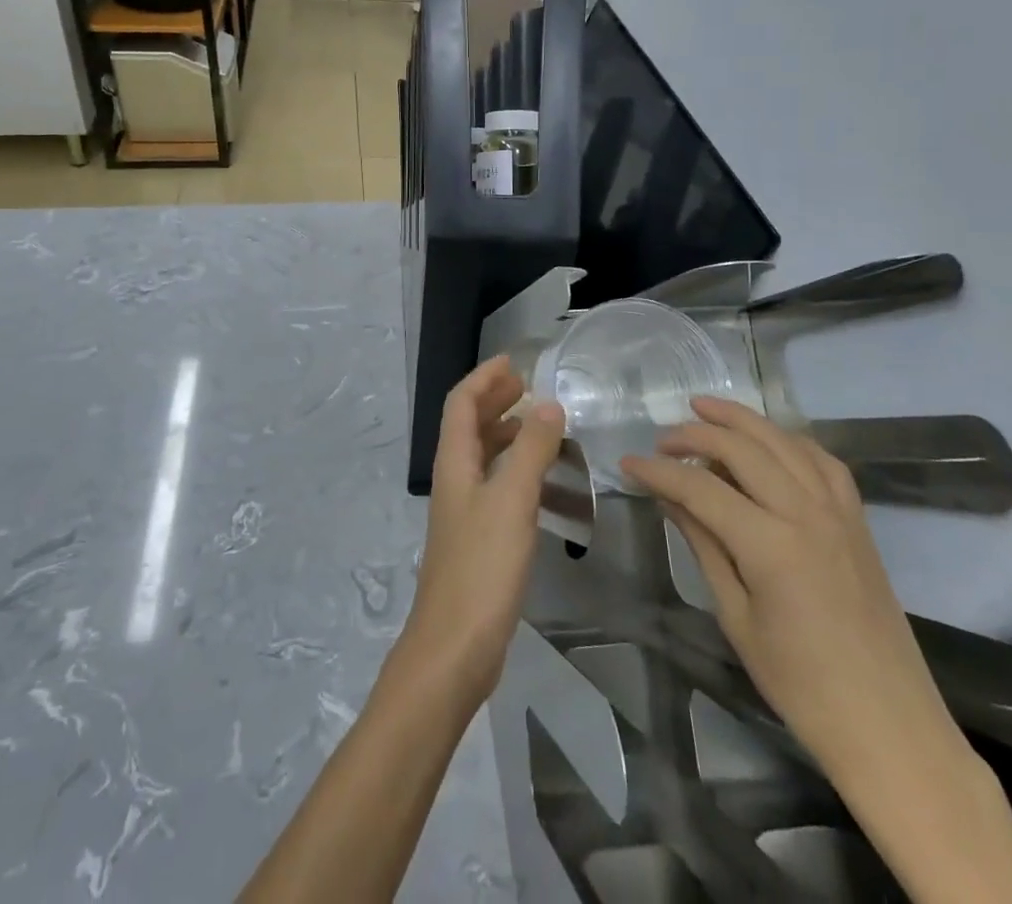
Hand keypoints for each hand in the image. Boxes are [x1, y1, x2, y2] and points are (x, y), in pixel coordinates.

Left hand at [402, 356, 565, 705]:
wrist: (455, 648)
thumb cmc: (481, 566)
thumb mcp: (512, 500)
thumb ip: (531, 450)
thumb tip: (548, 404)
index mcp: (455, 462)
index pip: (461, 402)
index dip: (484, 378)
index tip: (515, 362)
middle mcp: (456, 480)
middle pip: (472, 426)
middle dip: (499, 402)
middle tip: (533, 390)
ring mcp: (466, 512)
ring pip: (489, 459)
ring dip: (516, 439)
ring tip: (552, 434)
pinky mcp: (480, 541)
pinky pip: (502, 492)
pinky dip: (526, 479)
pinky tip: (556, 492)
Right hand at [619, 397, 959, 782]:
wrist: (891, 729)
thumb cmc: (802, 686)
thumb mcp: (737, 618)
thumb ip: (704, 545)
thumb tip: (668, 498)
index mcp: (772, 546)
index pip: (700, 488)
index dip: (658, 472)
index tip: (627, 465)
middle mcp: (807, 515)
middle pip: (742, 449)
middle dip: (695, 435)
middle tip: (660, 441)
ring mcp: (839, 514)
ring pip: (783, 442)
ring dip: (741, 420)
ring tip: (704, 408)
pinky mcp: (858, 522)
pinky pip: (823, 461)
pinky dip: (789, 440)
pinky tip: (768, 440)